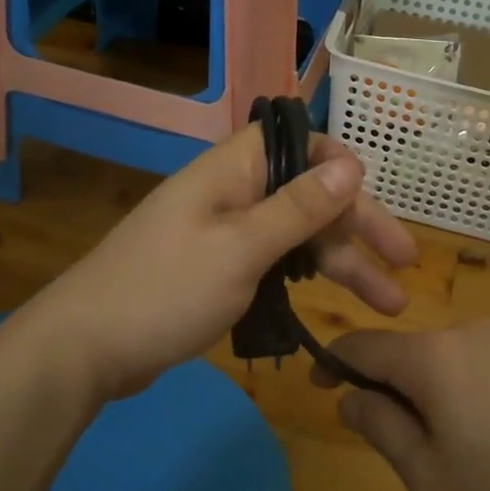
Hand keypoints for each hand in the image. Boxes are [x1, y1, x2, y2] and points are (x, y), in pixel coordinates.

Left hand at [23, 125, 417, 402]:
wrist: (84, 349)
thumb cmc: (166, 290)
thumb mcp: (241, 248)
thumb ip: (298, 207)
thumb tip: (351, 164)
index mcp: (233, 171)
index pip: (297, 142)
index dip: (340, 164)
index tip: (374, 199)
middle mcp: (231, 193)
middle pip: (307, 194)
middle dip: (358, 227)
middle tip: (405, 264)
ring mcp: (223, 233)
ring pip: (295, 235)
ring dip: (341, 263)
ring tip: (388, 303)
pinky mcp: (216, 270)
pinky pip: (273, 261)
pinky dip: (305, 278)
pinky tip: (333, 304)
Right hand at [317, 320, 489, 490]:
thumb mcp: (430, 476)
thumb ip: (382, 429)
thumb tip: (349, 398)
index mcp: (432, 356)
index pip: (363, 345)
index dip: (333, 363)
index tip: (318, 387)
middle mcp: (468, 334)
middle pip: (407, 353)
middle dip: (389, 390)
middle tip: (397, 447)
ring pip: (445, 361)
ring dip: (429, 395)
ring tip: (451, 455)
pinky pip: (481, 367)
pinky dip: (465, 394)